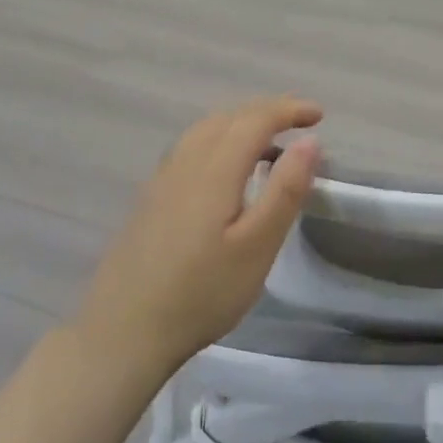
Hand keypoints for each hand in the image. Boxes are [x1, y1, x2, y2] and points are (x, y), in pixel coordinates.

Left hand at [78, 95, 322, 376]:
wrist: (123, 332)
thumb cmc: (201, 293)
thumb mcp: (257, 247)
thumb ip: (285, 191)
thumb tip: (309, 141)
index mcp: (214, 169)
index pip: (255, 120)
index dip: (289, 110)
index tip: (319, 115)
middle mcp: (186, 162)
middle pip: (229, 117)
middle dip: (267, 111)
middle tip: (300, 121)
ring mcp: (162, 179)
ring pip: (206, 130)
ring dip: (241, 123)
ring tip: (269, 143)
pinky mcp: (150, 198)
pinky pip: (191, 147)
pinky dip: (219, 139)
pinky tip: (226, 170)